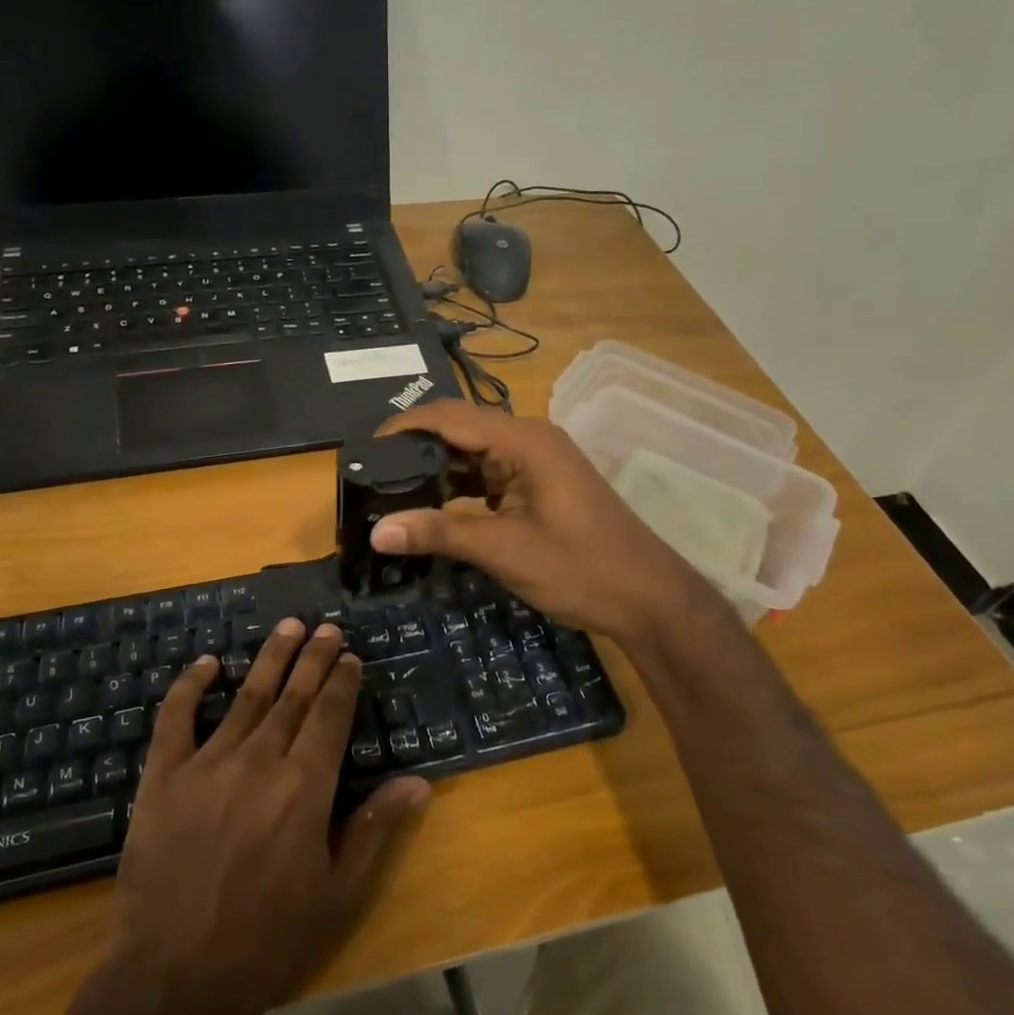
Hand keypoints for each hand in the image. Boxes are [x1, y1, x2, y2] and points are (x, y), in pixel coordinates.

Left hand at [111, 619, 430, 1014]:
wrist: (175, 976)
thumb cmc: (268, 940)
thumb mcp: (338, 894)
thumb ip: (375, 829)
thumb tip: (418, 782)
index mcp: (305, 786)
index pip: (330, 716)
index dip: (342, 682)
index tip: (350, 657)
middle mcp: (260, 761)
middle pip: (294, 696)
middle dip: (314, 658)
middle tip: (326, 627)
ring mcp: (208, 763)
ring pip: (247, 696)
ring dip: (271, 658)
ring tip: (288, 627)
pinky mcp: (164, 776)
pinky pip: (177, 717)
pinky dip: (191, 685)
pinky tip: (207, 662)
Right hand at [373, 399, 708, 643]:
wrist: (648, 598)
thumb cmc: (582, 568)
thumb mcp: (506, 550)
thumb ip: (440, 534)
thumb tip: (376, 531)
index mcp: (525, 441)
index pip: (451, 416)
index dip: (405, 426)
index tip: (365, 449)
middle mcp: (530, 441)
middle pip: (461, 431)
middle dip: (417, 450)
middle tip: (373, 476)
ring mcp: (537, 464)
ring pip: (474, 456)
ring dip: (437, 473)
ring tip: (392, 493)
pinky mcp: (540, 486)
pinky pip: (490, 477)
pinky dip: (461, 490)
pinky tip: (434, 511)